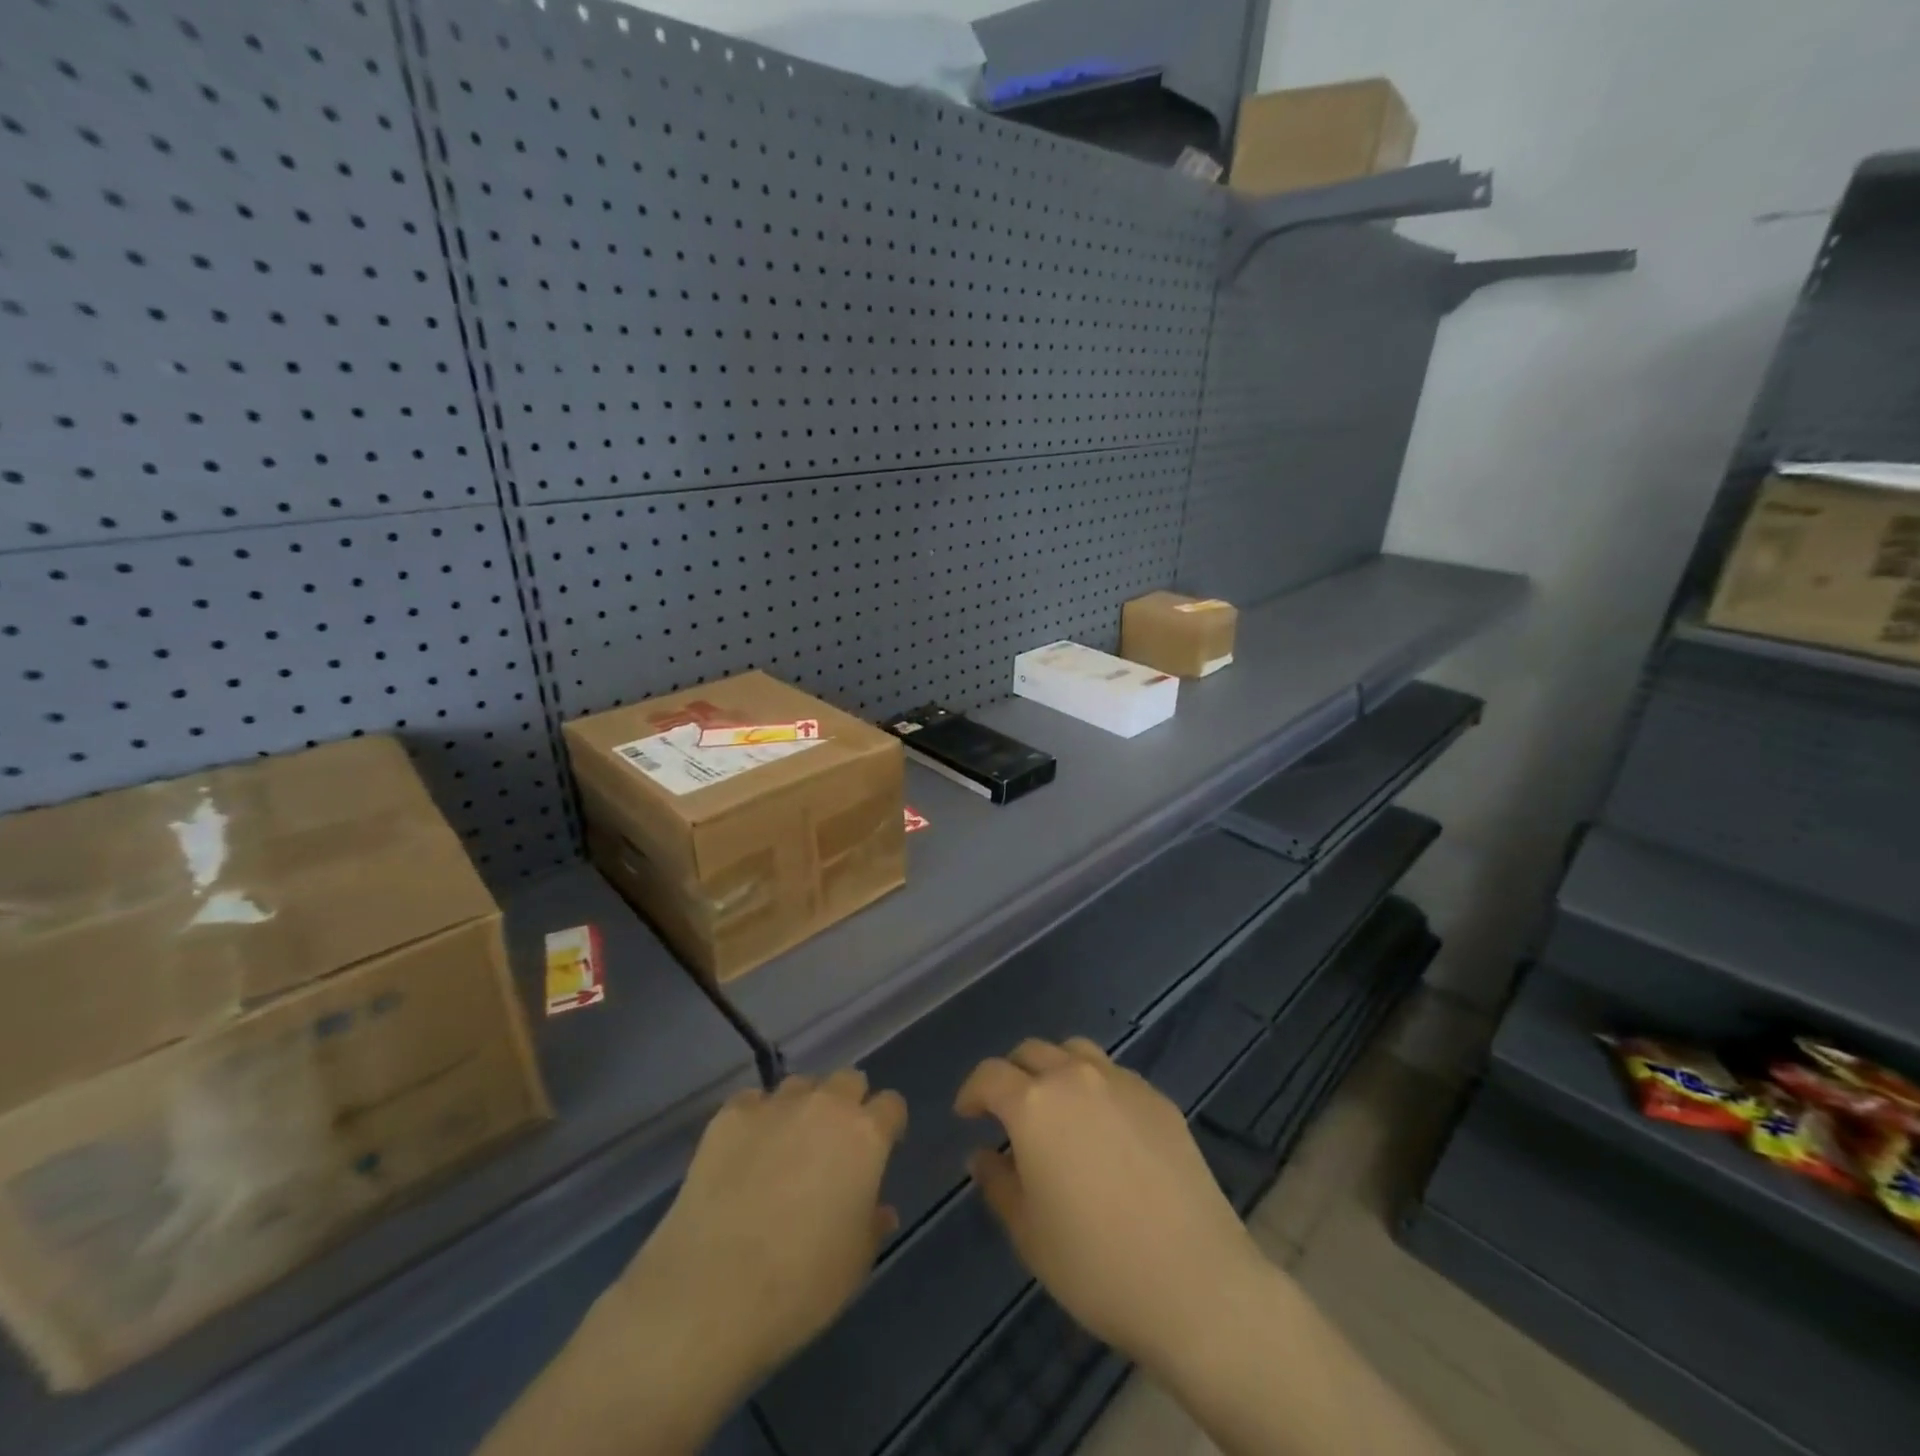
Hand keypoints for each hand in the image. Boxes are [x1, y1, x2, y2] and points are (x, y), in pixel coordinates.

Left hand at [616, 1070, 906, 1399]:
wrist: (710, 1295)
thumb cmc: (800, 1285)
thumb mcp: (855, 1264)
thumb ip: (873, 1224)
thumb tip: (880, 1210)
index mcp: (865, 1136)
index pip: (891, 1105)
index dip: (888, 1125)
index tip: (881, 1150)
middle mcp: (825, 1105)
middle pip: (847, 1080)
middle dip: (848, 1104)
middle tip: (834, 1146)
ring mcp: (774, 1105)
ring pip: (800, 1085)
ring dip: (802, 1108)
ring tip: (786, 1148)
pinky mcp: (729, 1115)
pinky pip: (753, 1101)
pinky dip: (756, 1119)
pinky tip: (744, 1154)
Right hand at [956, 1037, 1269, 1372]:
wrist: (1195, 1282)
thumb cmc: (1096, 1264)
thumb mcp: (1029, 1233)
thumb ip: (998, 1183)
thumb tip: (983, 1155)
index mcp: (1034, 1104)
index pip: (990, 1075)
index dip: (972, 1091)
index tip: (967, 1114)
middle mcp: (1075, 1077)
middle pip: (1031, 1051)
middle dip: (1011, 1075)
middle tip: (1008, 1112)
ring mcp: (1122, 1082)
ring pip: (1075, 1052)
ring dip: (1055, 1069)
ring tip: (1057, 1108)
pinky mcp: (1158, 1099)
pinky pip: (1114, 1075)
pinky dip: (1096, 1087)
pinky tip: (1105, 1129)